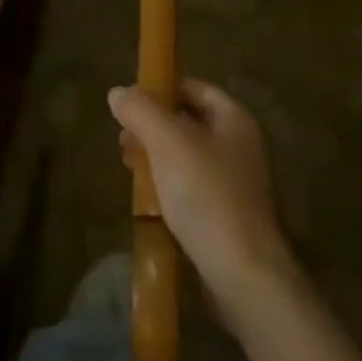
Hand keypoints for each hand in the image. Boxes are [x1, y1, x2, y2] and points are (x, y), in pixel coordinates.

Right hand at [109, 79, 295, 305]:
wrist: (244, 273)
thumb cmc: (207, 196)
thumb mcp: (168, 143)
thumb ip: (141, 111)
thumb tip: (118, 92)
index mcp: (234, 120)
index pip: (193, 88)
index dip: (160, 89)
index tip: (128, 104)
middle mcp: (239, 145)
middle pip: (187, 121)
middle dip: (151, 126)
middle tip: (123, 139)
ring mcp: (235, 181)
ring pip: (185, 155)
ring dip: (155, 156)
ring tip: (129, 167)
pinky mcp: (225, 213)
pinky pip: (190, 186)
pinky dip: (166, 184)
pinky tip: (147, 197)